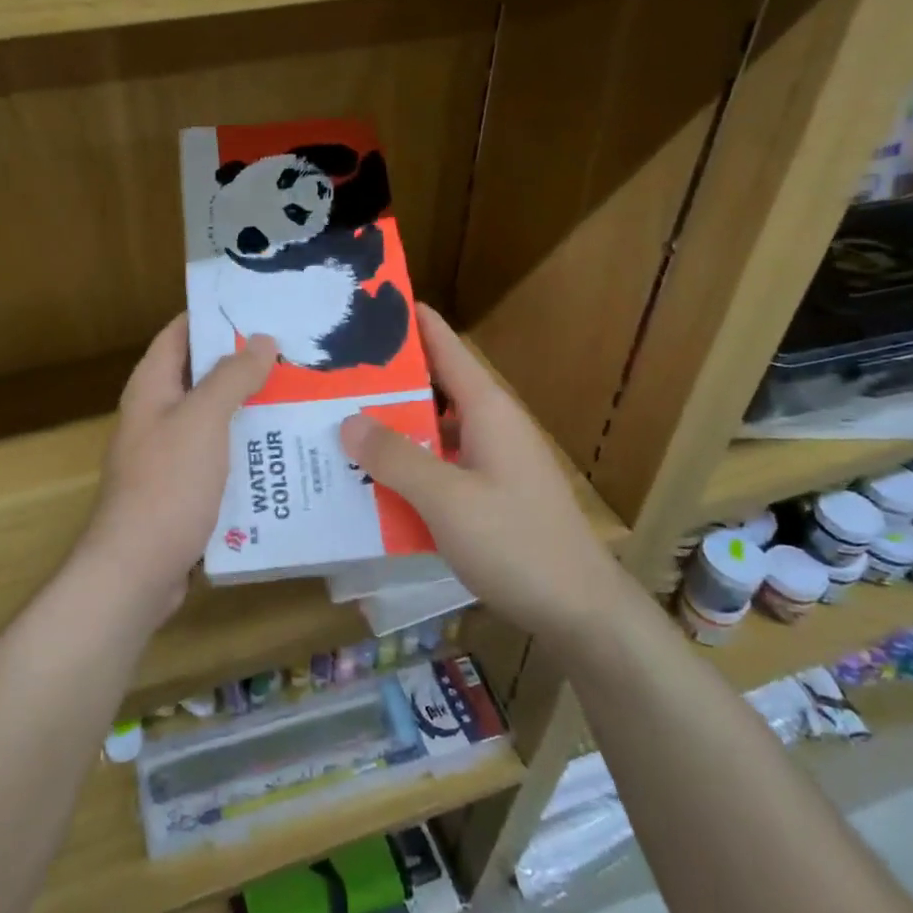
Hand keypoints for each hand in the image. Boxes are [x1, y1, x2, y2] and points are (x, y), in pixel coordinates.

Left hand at [81, 315, 277, 626]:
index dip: (214, 316)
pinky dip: (247, 448)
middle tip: (296, 352)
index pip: (180, 332)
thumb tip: (262, 340)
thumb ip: (231, 377)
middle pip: (202, 375)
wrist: (137, 570)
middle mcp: (157, 414)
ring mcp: (170, 453)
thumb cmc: (168, 484)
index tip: (261, 306)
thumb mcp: (203, 420)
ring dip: (251, 407)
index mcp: (152, 387)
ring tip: (302, 394)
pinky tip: (284, 449)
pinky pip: (220, 456)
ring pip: (215, 417)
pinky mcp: (184, 489)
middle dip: (244, 363)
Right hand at [339, 306, 618, 639]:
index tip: (371, 300)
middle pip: (434, 388)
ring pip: (433, 430)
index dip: (413, 322)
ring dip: (392, 428)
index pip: (446, 348)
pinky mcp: (490, 495)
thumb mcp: (447, 499)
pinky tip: (371, 481)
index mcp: (487, 410)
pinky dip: (407, 466)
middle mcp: (490, 427)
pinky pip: (440, 466)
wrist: (581, 612)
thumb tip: (348, 420)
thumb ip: (396, 458)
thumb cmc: (517, 543)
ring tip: (338, 424)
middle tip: (330, 373)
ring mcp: (492, 463)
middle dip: (386, 379)